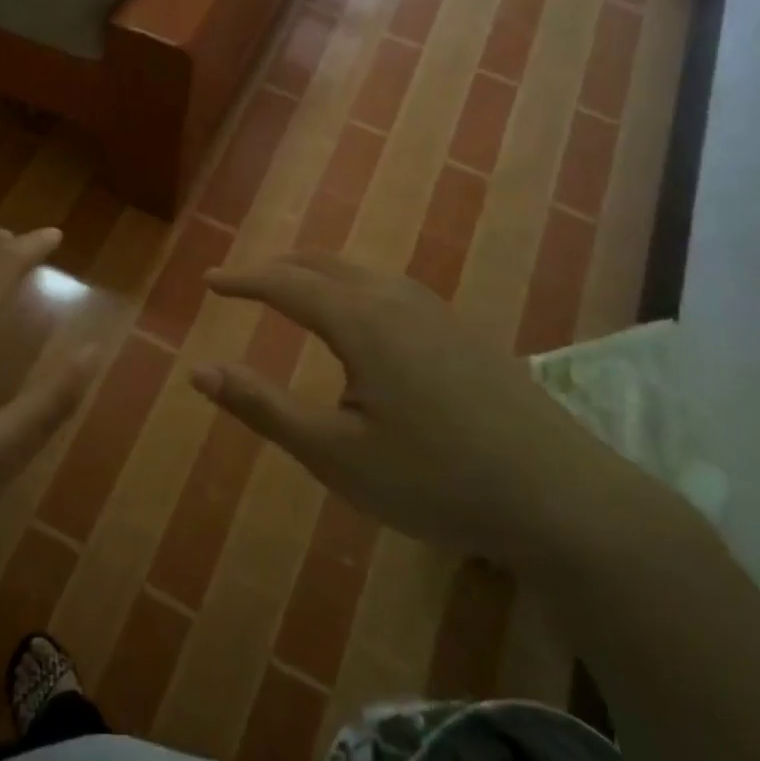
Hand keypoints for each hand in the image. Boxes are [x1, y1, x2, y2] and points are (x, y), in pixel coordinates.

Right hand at [194, 253, 651, 569]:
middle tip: (243, 282)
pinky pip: (389, 288)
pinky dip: (351, 286)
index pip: (284, 284)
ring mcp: (436, 312)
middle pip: (323, 263)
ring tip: (292, 292)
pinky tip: (360, 320)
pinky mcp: (462, 332)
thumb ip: (262, 406)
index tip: (209, 281)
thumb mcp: (334, 453)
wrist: (560, 497)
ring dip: (316, 273)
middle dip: (277, 268)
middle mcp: (396, 299)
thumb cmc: (434, 478)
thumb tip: (198, 370)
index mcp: (360, 320)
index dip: (243, 280)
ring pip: (360, 271)